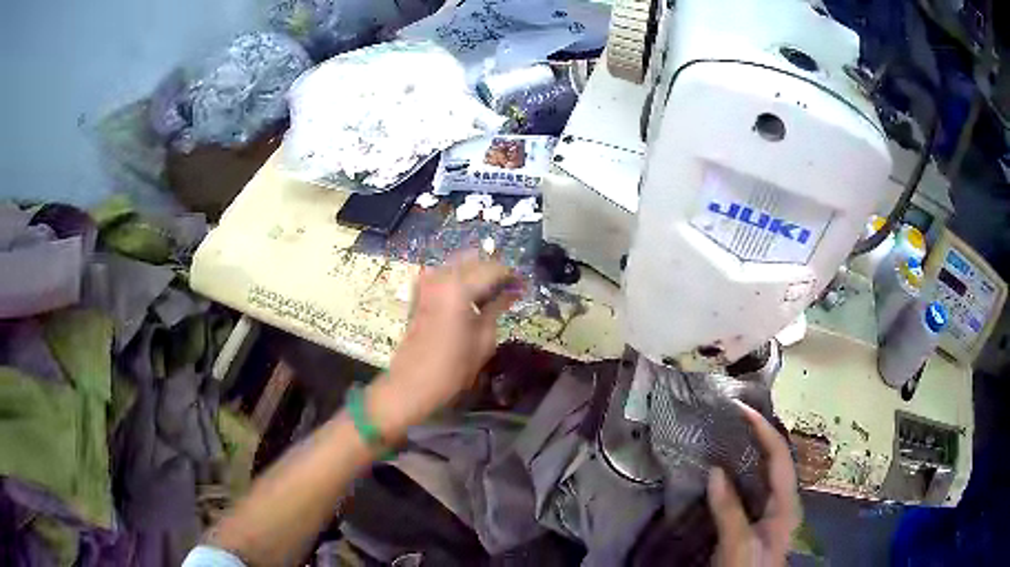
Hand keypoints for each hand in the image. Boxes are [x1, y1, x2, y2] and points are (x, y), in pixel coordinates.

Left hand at [367, 251, 520, 438]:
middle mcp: (441, 277)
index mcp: (459, 287)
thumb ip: (497, 308)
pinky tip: (471, 297)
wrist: (411, 384)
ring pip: (458, 264)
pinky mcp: (419, 293)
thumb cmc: (452, 368)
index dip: (511, 275)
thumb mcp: (483, 340)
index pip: (493, 268)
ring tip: (493, 293)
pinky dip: (460, 280)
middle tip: (510, 289)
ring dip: (477, 274)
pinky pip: (445, 275)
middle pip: (474, 260)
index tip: (524, 286)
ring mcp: (427, 283)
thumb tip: (511, 292)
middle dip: (494, 271)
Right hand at [708, 402, 798, 566]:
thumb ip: (730, 511)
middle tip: (734, 416)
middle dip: (759, 434)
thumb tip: (716, 470)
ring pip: (766, 470)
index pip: (780, 456)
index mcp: (787, 503)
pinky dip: (742, 470)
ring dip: (751, 449)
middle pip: (777, 458)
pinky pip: (754, 485)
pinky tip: (727, 467)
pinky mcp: (760, 518)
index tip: (741, 411)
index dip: (763, 430)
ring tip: (730, 432)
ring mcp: (774, 509)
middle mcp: (785, 500)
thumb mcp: (737, 546)